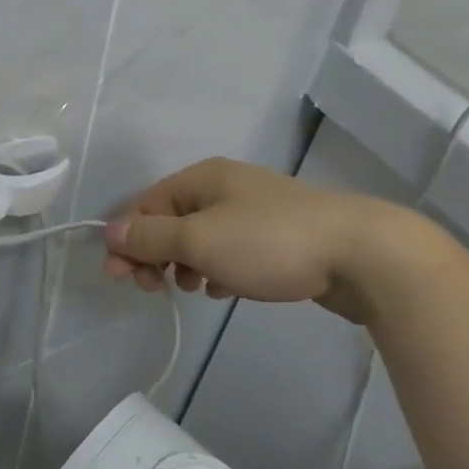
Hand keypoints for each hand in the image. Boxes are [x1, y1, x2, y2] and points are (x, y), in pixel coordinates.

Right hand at [102, 157, 438, 321]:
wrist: (359, 253)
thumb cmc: (269, 242)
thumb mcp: (200, 240)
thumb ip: (151, 238)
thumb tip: (109, 231)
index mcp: (202, 178)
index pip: (145, 204)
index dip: (128, 239)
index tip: (122, 278)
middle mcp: (224, 186)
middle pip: (171, 220)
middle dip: (155, 255)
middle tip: (156, 290)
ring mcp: (253, 210)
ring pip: (201, 237)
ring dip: (185, 264)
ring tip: (195, 290)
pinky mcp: (276, 236)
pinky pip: (230, 250)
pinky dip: (217, 269)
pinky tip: (223, 290)